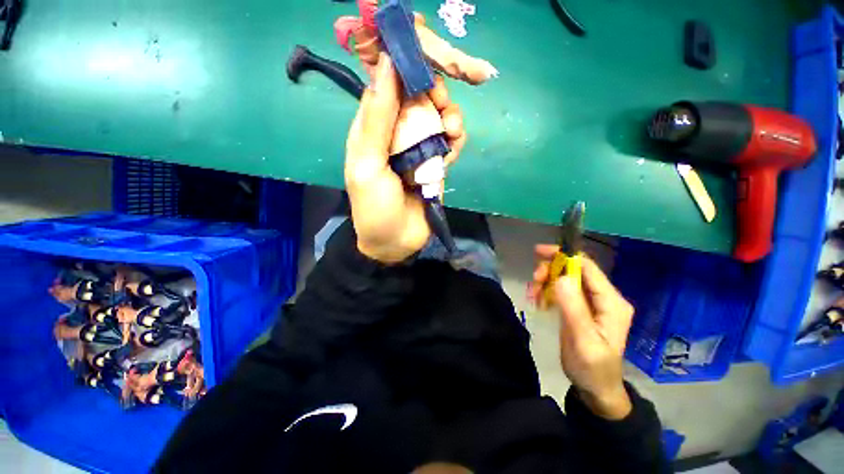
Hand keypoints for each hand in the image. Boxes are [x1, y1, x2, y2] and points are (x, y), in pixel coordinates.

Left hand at [345, 53, 464, 262]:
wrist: (396, 242)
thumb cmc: (375, 207)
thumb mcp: (368, 164)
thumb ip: (377, 120)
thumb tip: (386, 66)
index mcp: (372, 129)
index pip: (389, 88)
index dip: (407, 74)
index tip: (425, 70)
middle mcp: (395, 134)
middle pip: (418, 101)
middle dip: (434, 96)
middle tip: (443, 104)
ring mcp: (417, 149)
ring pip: (437, 119)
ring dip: (449, 118)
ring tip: (453, 131)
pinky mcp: (435, 164)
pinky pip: (448, 142)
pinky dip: (455, 140)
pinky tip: (454, 148)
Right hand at [529, 246, 634, 419]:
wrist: (595, 388)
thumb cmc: (593, 368)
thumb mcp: (583, 341)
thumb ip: (574, 309)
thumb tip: (561, 277)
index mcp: (611, 302)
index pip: (587, 267)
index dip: (564, 255)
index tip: (538, 252)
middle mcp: (603, 297)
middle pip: (573, 269)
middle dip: (550, 271)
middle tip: (533, 282)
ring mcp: (591, 302)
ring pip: (564, 278)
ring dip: (545, 281)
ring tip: (533, 296)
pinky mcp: (579, 307)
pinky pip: (560, 289)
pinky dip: (546, 291)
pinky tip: (539, 301)